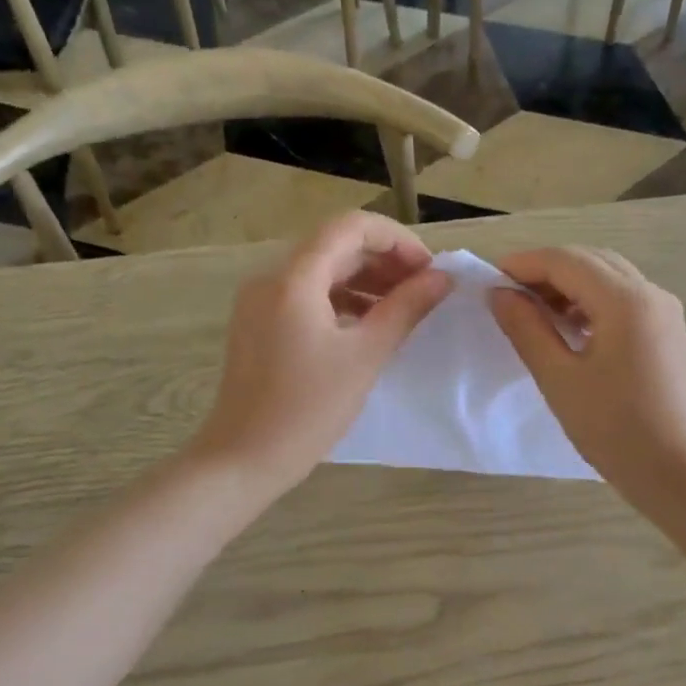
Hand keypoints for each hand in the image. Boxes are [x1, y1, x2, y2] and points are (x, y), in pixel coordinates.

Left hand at [189, 212, 452, 492]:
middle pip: (335, 246)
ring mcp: (260, 302)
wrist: (243, 459)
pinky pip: (305, 296)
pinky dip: (341, 301)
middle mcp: (271, 278)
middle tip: (424, 290)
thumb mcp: (365, 356)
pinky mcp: (258, 325)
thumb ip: (405, 309)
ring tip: (404, 308)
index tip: (429, 270)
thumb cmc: (308, 410)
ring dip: (365, 281)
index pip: (350, 227)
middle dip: (384, 260)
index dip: (396, 239)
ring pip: (321, 272)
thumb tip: (442, 278)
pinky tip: (368, 325)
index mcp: (294, 279)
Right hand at [488, 247, 685, 496]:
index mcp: (625, 300)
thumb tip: (500, 294)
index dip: (523, 264)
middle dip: (545, 270)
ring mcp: (664, 312)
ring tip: (533, 313)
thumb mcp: (559, 378)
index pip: (565, 260)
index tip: (488, 281)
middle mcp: (650, 294)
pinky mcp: (667, 332)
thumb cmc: (615, 429)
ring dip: (569, 284)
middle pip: (590, 260)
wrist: (681, 474)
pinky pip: (624, 298)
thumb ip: (526, 329)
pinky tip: (569, 329)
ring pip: (609, 277)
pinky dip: (591, 301)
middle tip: (508, 296)